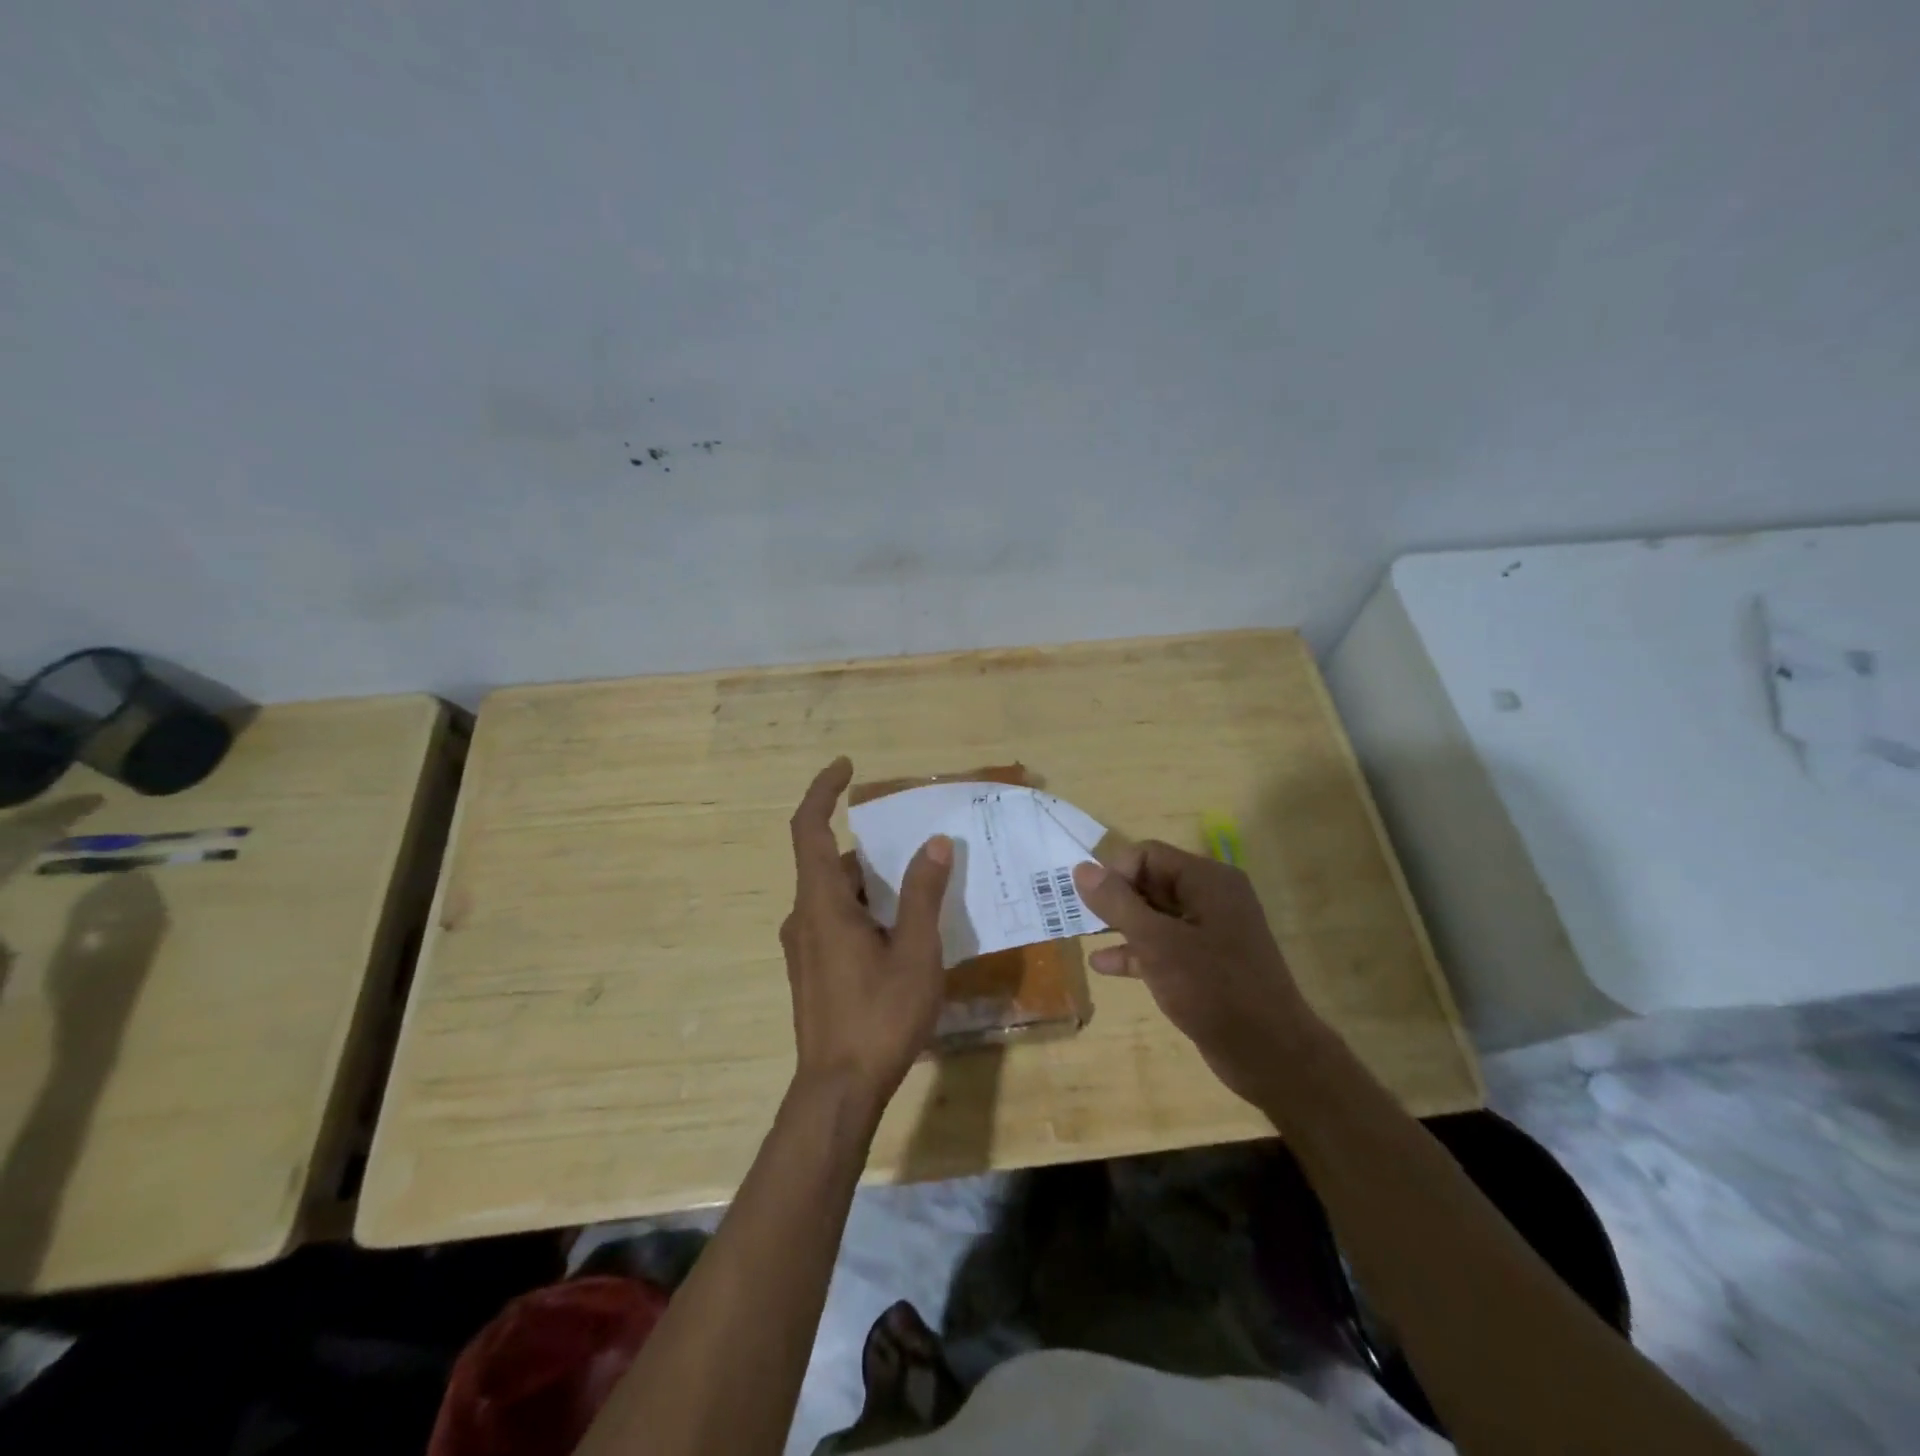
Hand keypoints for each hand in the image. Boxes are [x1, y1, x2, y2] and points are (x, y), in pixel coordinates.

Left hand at [781, 757, 954, 1113]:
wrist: (838, 1090)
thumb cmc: (879, 1016)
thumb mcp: (914, 951)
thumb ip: (922, 894)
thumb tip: (934, 844)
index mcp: (821, 903)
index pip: (808, 828)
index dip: (822, 791)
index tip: (846, 767)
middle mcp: (804, 916)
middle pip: (833, 864)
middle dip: (875, 852)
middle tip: (921, 851)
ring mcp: (804, 946)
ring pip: (838, 896)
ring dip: (876, 887)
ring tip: (925, 892)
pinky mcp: (812, 969)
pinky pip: (838, 921)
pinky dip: (868, 912)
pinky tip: (906, 935)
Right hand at [1071, 841, 1318, 1105]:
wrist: (1269, 1054)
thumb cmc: (1212, 988)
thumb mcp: (1156, 943)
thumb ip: (1117, 903)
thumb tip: (1081, 869)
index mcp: (1208, 880)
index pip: (1148, 854)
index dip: (1116, 873)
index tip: (1093, 905)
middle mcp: (1212, 897)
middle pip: (1152, 881)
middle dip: (1115, 899)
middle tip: (1081, 919)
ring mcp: (1212, 931)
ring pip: (1156, 915)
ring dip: (1122, 925)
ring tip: (1085, 937)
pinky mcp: (1209, 963)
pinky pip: (1166, 945)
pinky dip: (1137, 951)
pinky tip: (1105, 966)